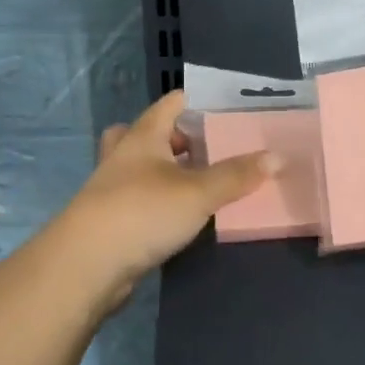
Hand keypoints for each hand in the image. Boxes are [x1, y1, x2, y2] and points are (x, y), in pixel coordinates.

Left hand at [55, 89, 277, 299]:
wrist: (88, 264)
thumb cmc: (143, 213)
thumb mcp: (198, 192)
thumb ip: (236, 175)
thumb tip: (276, 156)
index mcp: (143, 137)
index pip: (170, 104)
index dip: (196, 101)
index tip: (225, 107)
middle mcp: (124, 156)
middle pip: (147, 133)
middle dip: (175, 137)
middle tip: (206, 147)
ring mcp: (111, 189)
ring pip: (139, 168)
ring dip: (164, 170)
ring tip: (197, 181)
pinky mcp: (110, 220)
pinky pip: (138, 199)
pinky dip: (157, 201)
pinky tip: (178, 216)